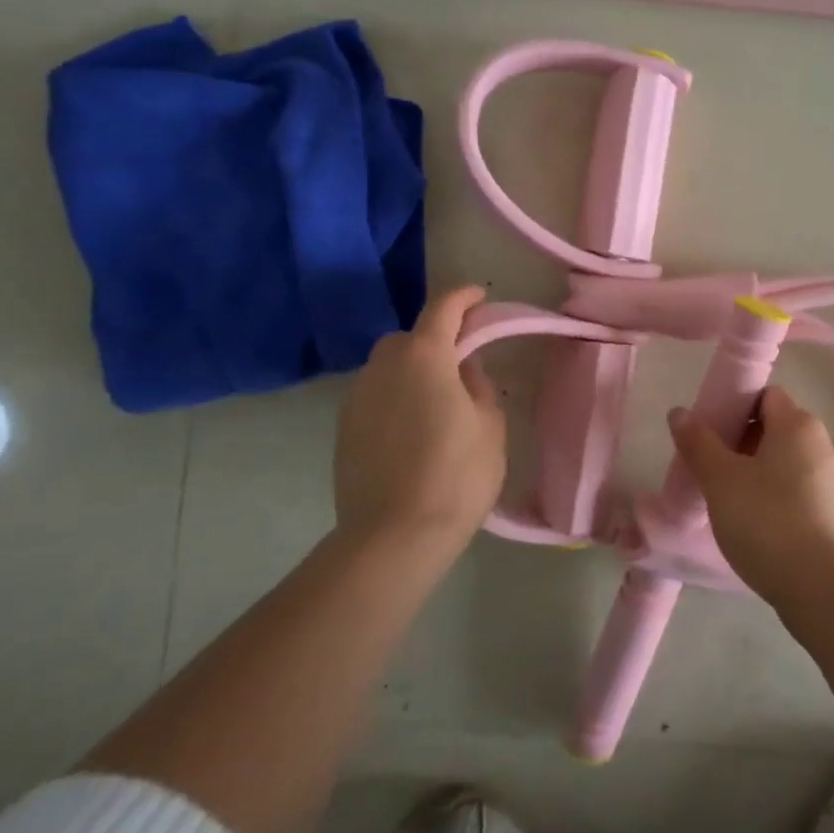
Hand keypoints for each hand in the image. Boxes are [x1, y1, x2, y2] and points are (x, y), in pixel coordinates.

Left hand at [333, 285, 505, 549]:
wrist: (393, 536)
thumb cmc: (456, 474)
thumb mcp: (489, 424)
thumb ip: (478, 385)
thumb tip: (463, 370)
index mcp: (424, 356)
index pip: (443, 308)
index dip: (464, 297)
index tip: (480, 296)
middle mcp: (383, 366)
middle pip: (410, 337)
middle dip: (436, 338)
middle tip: (462, 359)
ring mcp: (357, 397)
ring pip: (389, 367)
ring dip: (413, 369)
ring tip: (438, 399)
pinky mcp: (344, 428)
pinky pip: (375, 395)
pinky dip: (395, 396)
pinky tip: (413, 427)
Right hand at [666, 386, 833, 608]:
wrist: (822, 588)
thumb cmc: (767, 521)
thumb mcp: (721, 480)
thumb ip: (698, 442)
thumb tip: (679, 412)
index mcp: (798, 424)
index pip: (764, 395)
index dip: (734, 407)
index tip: (709, 434)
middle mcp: (821, 443)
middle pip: (774, 427)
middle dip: (740, 442)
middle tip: (711, 469)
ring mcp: (832, 479)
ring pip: (785, 461)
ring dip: (756, 471)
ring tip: (728, 500)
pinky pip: (797, 489)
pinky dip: (775, 496)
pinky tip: (755, 524)